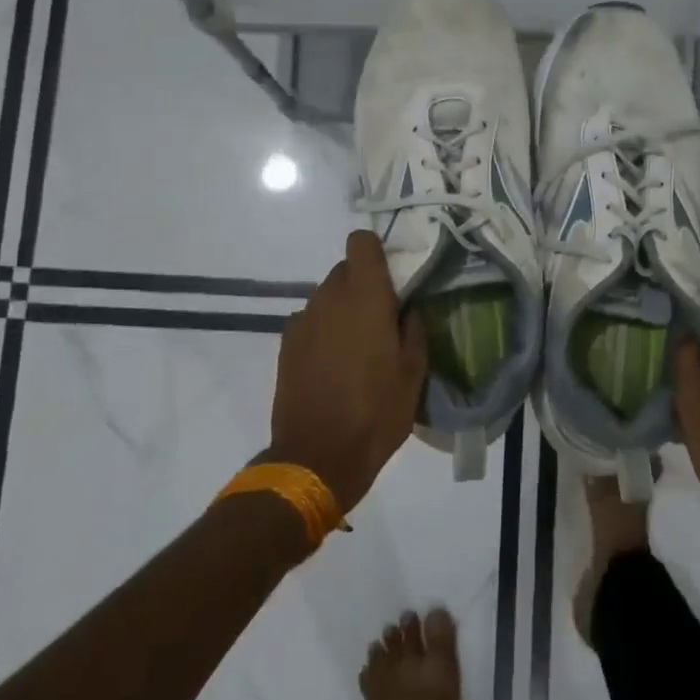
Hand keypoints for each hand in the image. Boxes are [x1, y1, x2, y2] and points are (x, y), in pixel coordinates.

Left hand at [267, 231, 427, 512]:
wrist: (317, 456)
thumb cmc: (377, 412)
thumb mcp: (414, 373)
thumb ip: (414, 329)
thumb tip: (408, 307)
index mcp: (365, 297)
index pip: (361, 242)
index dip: (376, 252)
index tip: (390, 277)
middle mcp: (329, 298)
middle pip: (345, 270)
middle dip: (363, 285)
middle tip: (381, 320)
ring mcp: (302, 320)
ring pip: (327, 296)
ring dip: (343, 309)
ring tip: (357, 349)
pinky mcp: (286, 344)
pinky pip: (310, 321)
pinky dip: (323, 331)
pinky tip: (333, 365)